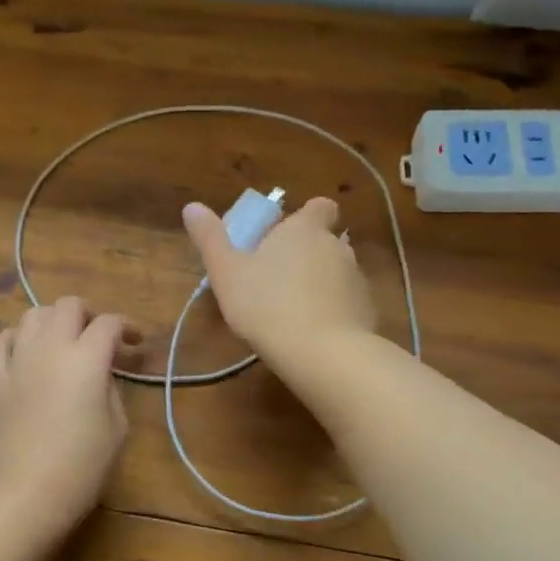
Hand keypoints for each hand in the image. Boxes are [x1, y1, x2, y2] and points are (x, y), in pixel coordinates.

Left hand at [0, 298, 134, 551]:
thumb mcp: (117, 428)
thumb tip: (100, 374)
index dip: (127, 327)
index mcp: (86, 358)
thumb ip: (111, 389)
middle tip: (98, 336)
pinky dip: (16, 339)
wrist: (24, 495)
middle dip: (89, 314)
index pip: (109, 323)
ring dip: (52, 321)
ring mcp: (17, 361)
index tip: (135, 342)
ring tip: (62, 342)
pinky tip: (24, 351)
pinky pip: (0, 343)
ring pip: (32, 315)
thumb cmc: (81, 467)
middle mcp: (50, 348)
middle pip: (68, 306)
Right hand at [182, 196, 377, 366]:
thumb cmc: (268, 306)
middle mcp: (337, 247)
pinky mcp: (367, 311)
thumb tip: (192, 206)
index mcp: (304, 230)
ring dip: (321, 283)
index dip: (307, 217)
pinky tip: (314, 333)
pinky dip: (334, 311)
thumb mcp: (227, 273)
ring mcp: (357, 279)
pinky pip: (348, 303)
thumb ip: (210, 239)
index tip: (286, 235)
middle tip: (277, 279)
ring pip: (338, 272)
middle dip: (308, 254)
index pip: (320, 206)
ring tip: (294, 310)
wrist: (325, 354)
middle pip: (327, 240)